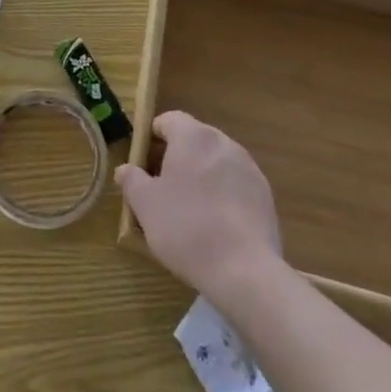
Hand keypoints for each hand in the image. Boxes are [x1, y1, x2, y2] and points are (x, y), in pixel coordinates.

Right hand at [117, 111, 284, 298]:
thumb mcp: (145, 204)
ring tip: (190, 208)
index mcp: (193, 136)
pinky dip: (223, 194)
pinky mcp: (266, 196)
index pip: (169, 120)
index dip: (153, 137)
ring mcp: (249, 169)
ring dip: (202, 175)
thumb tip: (125, 170)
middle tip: (162, 187)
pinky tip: (215, 224)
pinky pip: (235, 185)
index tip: (143, 162)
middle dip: (177, 157)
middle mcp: (224, 143)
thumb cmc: (186, 227)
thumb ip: (132, 180)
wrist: (244, 271)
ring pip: (216, 162)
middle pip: (194, 140)